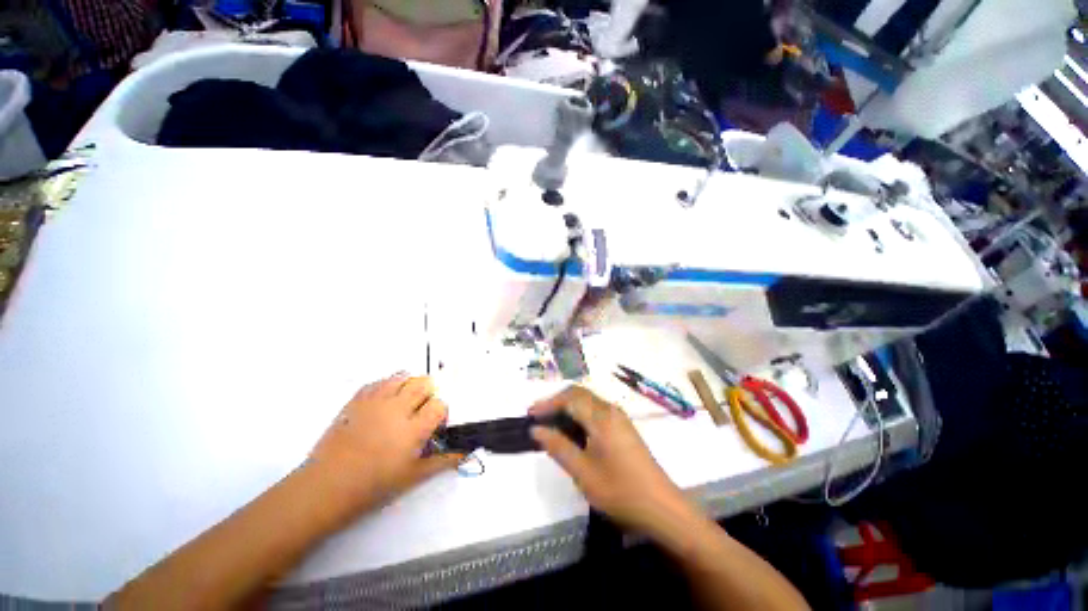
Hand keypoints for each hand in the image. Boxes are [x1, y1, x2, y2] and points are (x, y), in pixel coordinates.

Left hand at [306, 373, 461, 520]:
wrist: (326, 487)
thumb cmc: (373, 486)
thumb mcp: (412, 477)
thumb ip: (442, 461)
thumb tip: (465, 454)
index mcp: (413, 429)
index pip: (439, 405)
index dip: (440, 413)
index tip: (433, 426)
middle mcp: (397, 409)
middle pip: (424, 383)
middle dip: (428, 394)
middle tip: (420, 412)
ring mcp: (375, 402)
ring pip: (402, 377)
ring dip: (409, 386)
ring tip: (403, 403)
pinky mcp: (357, 400)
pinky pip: (379, 381)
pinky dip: (387, 386)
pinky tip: (385, 401)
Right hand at [529, 386, 695, 534]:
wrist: (663, 508)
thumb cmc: (620, 491)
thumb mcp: (583, 473)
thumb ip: (558, 447)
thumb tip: (536, 429)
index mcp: (601, 417)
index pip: (570, 398)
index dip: (548, 403)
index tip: (530, 414)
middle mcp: (611, 410)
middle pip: (579, 394)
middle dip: (556, 401)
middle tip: (538, 417)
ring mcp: (619, 418)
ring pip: (588, 401)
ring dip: (568, 406)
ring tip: (550, 423)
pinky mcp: (623, 427)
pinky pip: (596, 411)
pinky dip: (579, 414)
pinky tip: (572, 431)